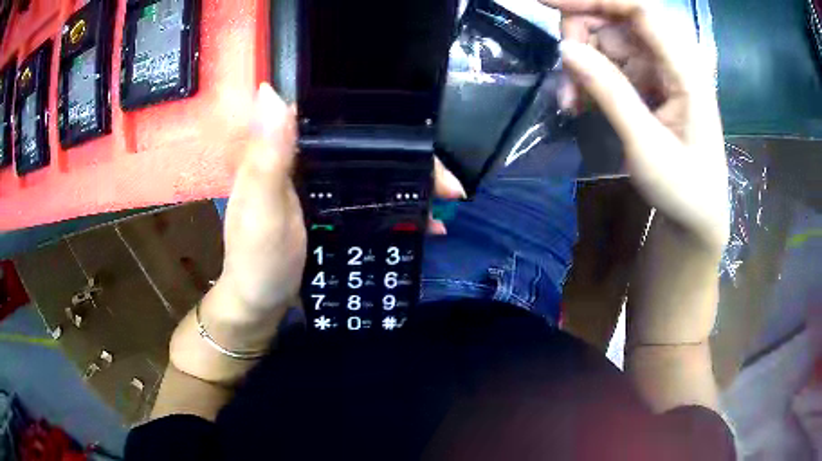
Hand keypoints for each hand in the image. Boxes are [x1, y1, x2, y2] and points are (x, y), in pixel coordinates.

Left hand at [215, 84, 465, 323]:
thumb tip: (270, 90)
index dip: (382, 123)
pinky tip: (423, 225)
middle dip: (411, 163)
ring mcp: (321, 190)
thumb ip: (267, 157)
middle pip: (366, 149)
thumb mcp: (262, 210)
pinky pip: (371, 203)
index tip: (424, 139)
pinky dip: (398, 210)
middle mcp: (307, 164)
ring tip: (445, 207)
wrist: (259, 306)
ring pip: (374, 175)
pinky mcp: (331, 215)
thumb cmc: (257, 260)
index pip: (338, 120)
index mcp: (288, 152)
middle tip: (449, 187)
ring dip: (410, 187)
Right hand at [545, 0, 728, 251]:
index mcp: (686, 71)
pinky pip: (610, 65)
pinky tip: (580, 104)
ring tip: (571, 102)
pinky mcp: (648, 85)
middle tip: (565, 72)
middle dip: (582, 35)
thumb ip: (610, 92)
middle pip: (617, 20)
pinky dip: (589, 79)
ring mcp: (659, 72)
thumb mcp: (646, 146)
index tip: (546, 2)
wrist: (695, 221)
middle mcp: (672, 61)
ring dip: (582, 64)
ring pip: (608, 42)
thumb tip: (564, 49)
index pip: (640, 10)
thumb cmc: (683, 191)